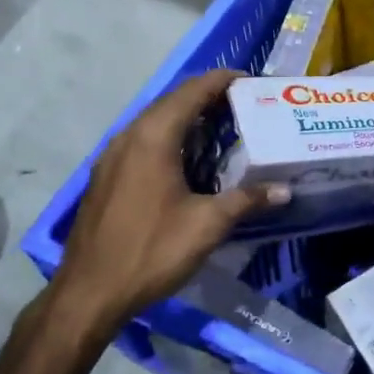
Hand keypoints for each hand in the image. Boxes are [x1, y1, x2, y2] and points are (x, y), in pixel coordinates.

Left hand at [51, 69, 284, 338]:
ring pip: (155, 121)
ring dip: (187, 118)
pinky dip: (169, 138)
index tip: (252, 82)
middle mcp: (129, 136)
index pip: (192, 91)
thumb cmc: (151, 250)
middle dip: (208, 97)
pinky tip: (188, 161)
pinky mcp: (106, 176)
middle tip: (245, 107)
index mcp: (153, 136)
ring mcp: (112, 156)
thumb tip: (284, 190)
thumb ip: (246, 200)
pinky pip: (142, 141)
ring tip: (222, 130)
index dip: (223, 80)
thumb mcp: (207, 225)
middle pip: (172, 101)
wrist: (88, 293)